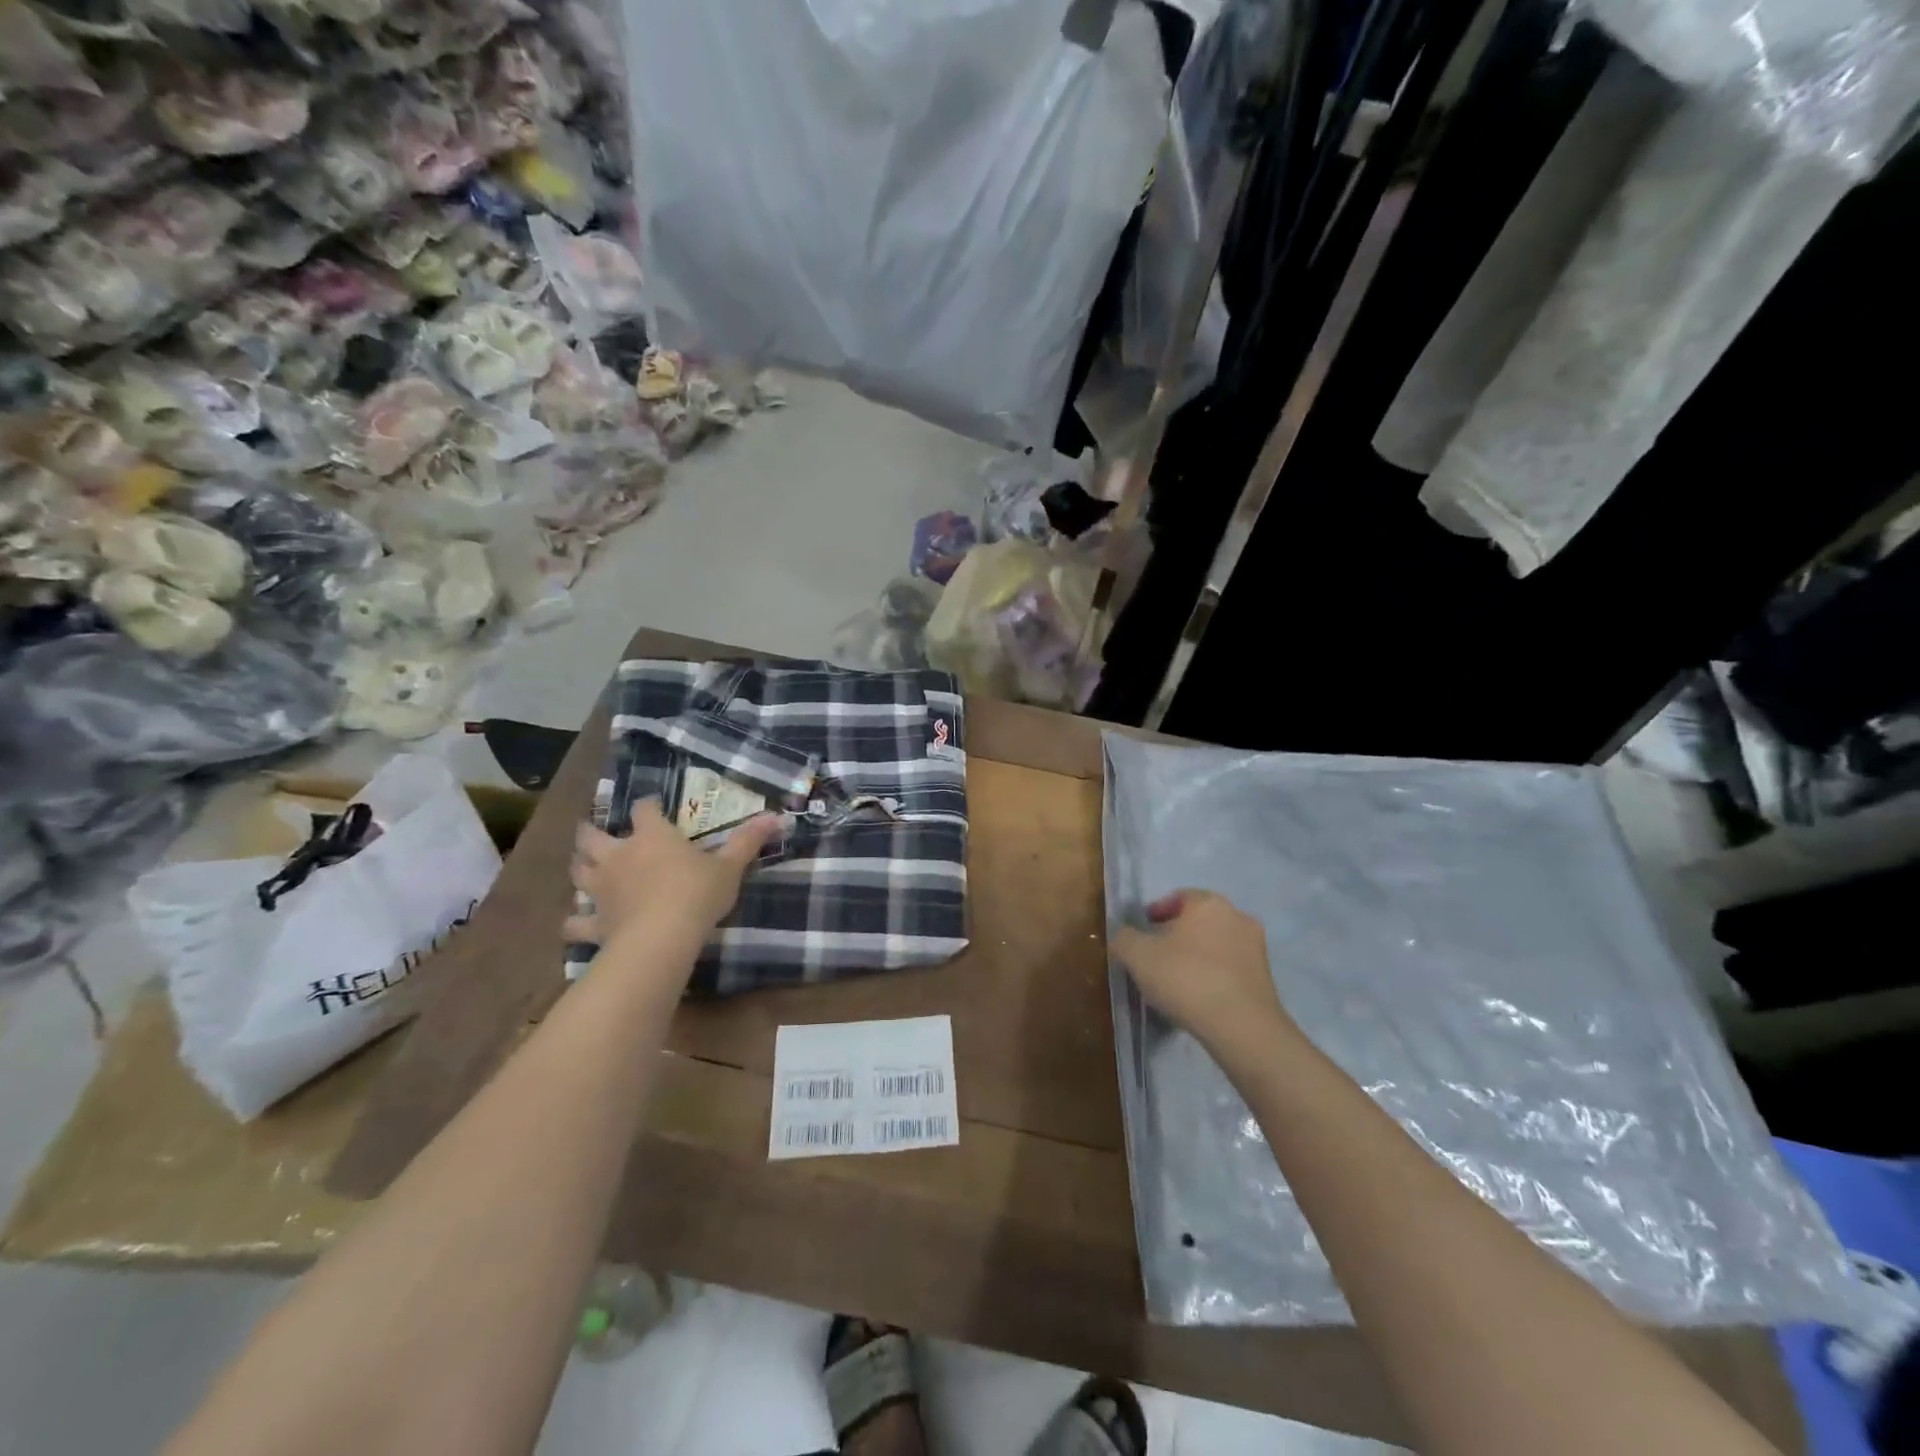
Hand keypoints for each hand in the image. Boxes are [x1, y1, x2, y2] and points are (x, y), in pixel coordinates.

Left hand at [563, 800, 781, 951]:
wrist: (661, 938)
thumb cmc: (697, 894)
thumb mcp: (729, 867)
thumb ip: (748, 841)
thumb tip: (777, 816)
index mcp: (652, 836)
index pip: (644, 810)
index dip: (647, 807)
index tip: (652, 807)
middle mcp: (619, 856)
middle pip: (591, 836)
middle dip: (590, 833)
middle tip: (594, 833)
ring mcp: (601, 889)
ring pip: (577, 872)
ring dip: (579, 868)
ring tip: (584, 869)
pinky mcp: (594, 922)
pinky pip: (575, 921)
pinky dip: (575, 921)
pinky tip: (577, 924)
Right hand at [1110, 890, 1298, 1067]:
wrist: (1241, 1026)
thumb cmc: (1186, 978)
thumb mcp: (1138, 956)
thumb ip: (1124, 938)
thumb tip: (1124, 936)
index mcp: (1208, 903)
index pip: (1178, 897)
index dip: (1156, 912)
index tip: (1143, 932)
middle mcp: (1237, 916)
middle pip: (1199, 920)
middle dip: (1178, 934)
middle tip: (1157, 955)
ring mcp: (1256, 948)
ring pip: (1217, 944)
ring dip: (1198, 955)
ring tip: (1177, 979)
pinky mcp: (1266, 978)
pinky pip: (1230, 968)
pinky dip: (1214, 975)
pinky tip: (1199, 995)